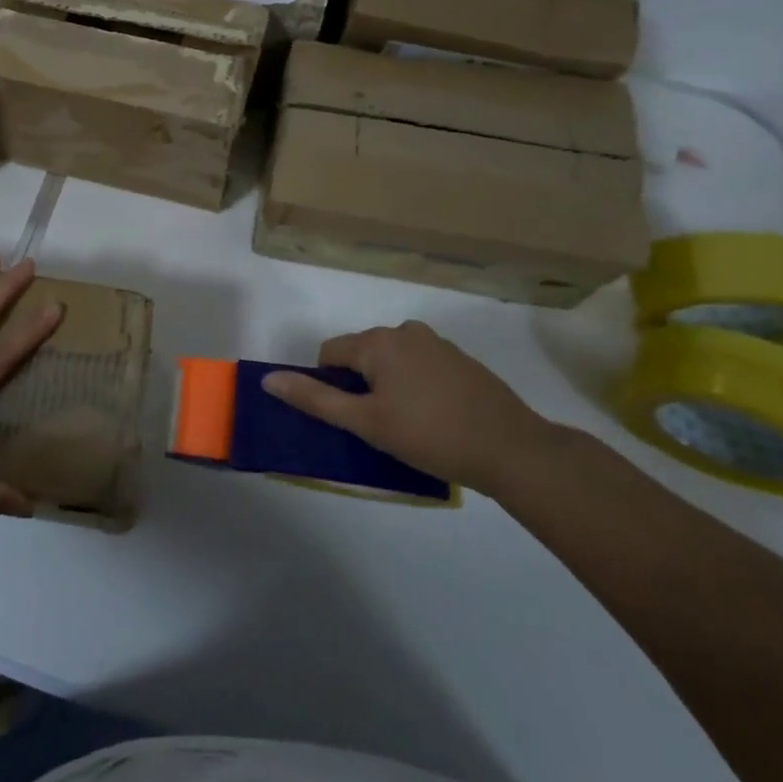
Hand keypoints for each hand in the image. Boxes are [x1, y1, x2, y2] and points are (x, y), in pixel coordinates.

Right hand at [262, 322, 554, 493]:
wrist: (513, 450)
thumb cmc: (430, 435)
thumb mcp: (366, 422)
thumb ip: (315, 398)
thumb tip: (268, 379)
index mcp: (378, 341)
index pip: (330, 352)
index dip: (330, 385)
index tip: (351, 418)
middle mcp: (405, 331)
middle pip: (362, 354)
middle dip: (361, 385)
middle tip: (380, 426)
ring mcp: (437, 343)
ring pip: (392, 360)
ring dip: (388, 385)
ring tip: (409, 425)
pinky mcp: (461, 360)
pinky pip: (420, 366)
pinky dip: (416, 386)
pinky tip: (435, 418)